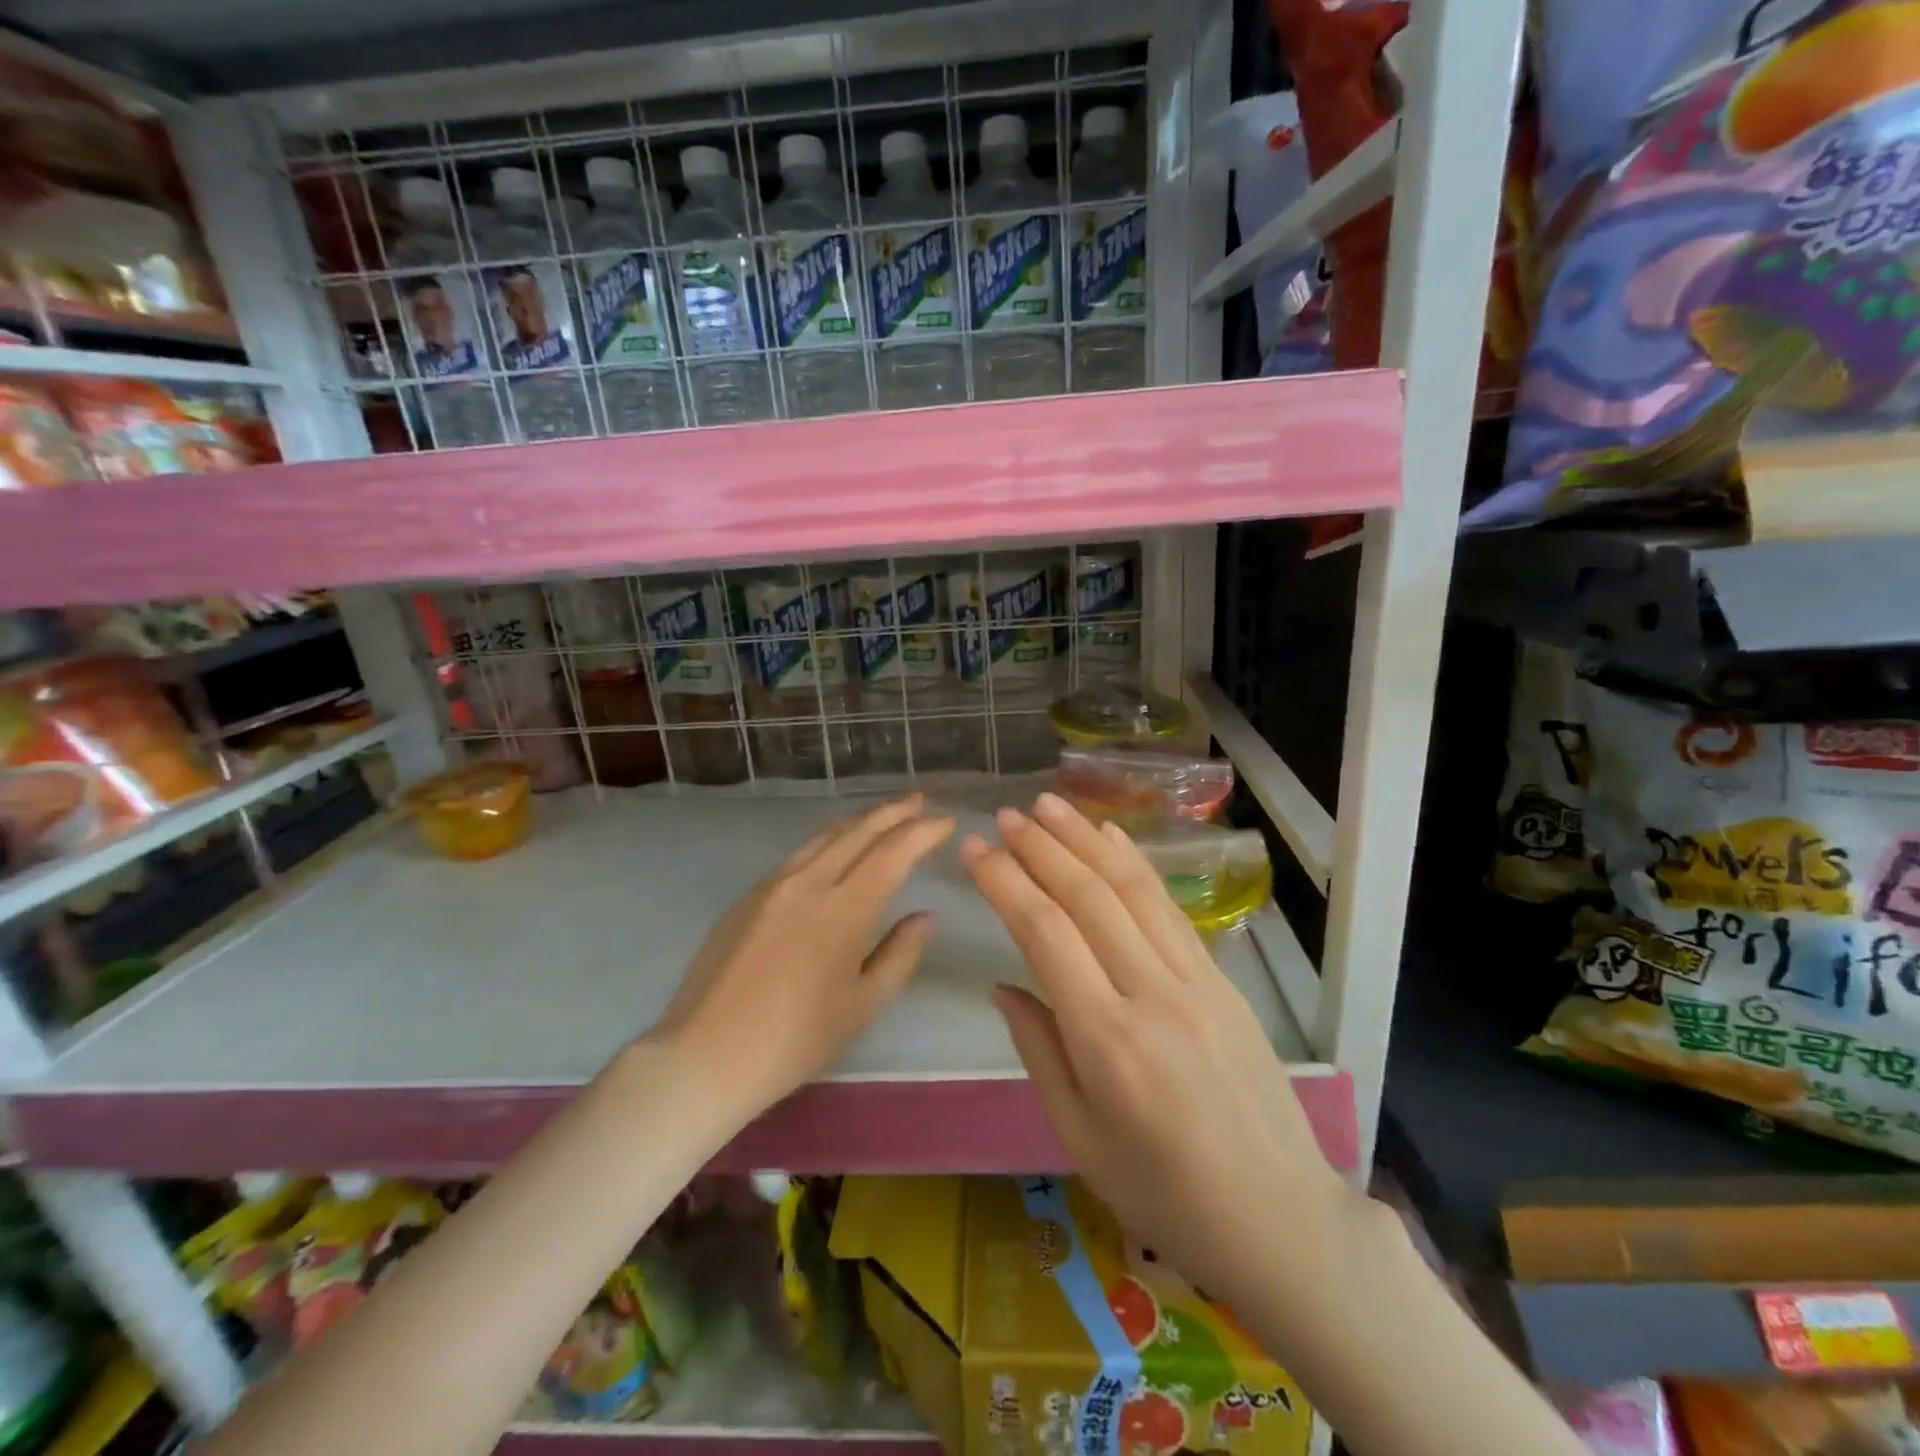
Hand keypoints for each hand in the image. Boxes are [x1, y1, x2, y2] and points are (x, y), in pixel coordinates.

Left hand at [650, 793, 955, 1112]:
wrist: (706, 1055)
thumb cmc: (795, 1040)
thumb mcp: (862, 1005)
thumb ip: (900, 954)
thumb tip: (926, 916)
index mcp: (843, 909)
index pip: (892, 853)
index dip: (923, 832)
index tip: (947, 821)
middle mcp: (808, 883)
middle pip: (858, 832)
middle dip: (894, 812)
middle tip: (921, 800)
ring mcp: (773, 885)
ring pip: (825, 836)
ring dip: (860, 821)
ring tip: (884, 815)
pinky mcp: (748, 897)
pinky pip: (799, 854)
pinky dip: (829, 841)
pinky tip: (836, 850)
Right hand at [962, 792, 1349, 1297]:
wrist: (1280, 1217)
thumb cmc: (1164, 1193)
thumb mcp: (1079, 1136)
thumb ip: (1038, 1049)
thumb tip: (1003, 984)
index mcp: (1107, 1040)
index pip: (1045, 933)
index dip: (1005, 882)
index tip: (974, 850)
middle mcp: (1151, 993)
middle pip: (1087, 896)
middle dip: (1040, 847)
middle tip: (1004, 814)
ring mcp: (1194, 979)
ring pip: (1132, 888)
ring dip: (1086, 838)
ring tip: (1049, 803)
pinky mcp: (1221, 978)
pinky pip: (1169, 907)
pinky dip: (1135, 864)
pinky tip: (1110, 836)